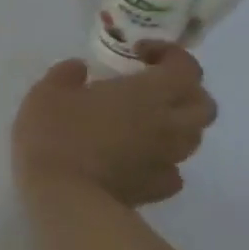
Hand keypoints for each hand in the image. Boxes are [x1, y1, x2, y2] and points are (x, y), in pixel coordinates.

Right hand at [12, 43, 216, 205]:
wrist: (63, 196)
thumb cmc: (55, 135)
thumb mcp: (46, 93)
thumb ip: (66, 74)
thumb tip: (79, 68)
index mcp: (149, 93)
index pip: (186, 67)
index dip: (171, 54)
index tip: (139, 53)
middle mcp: (168, 124)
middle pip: (202, 104)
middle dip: (185, 92)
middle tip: (153, 90)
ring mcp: (166, 159)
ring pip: (192, 138)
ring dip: (175, 126)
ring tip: (144, 125)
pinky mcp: (156, 188)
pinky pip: (172, 171)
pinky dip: (161, 162)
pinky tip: (138, 160)